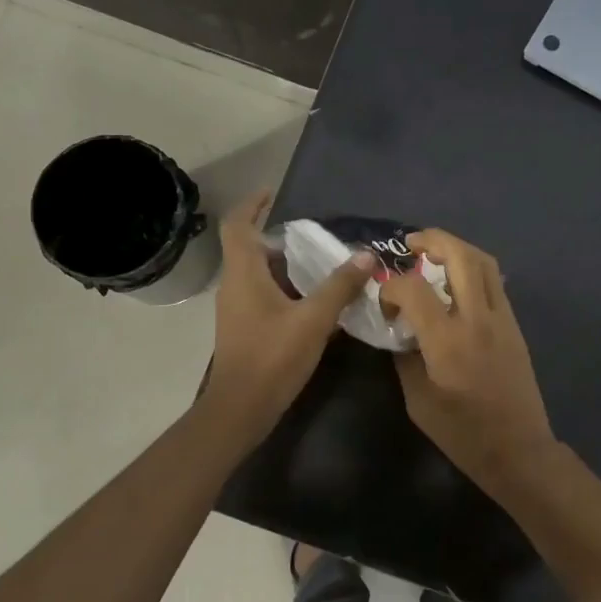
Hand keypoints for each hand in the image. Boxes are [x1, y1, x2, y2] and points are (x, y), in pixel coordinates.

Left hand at [200, 191, 374, 447]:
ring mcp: (236, 308)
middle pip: (248, 247)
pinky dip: (284, 286)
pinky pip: (262, 293)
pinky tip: (312, 298)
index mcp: (243, 274)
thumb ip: (339, 287)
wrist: (241, 408)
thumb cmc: (272, 357)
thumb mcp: (313, 320)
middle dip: (277, 235)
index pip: (237, 225)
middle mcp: (234, 285)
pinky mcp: (244, 327)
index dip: (253, 204)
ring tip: (318, 261)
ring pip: (256, 273)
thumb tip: (366, 256)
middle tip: (312, 233)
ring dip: (283, 263)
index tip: (273, 192)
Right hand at [379, 230, 557, 488]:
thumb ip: (404, 357)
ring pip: (484, 263)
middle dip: (433, 240)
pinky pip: (494, 283)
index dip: (391, 286)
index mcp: (448, 341)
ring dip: (457, 248)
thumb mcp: (418, 400)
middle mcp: (478, 319)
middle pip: (460, 256)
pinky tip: (455, 283)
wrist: (518, 450)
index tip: (384, 302)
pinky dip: (473, 270)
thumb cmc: (463, 433)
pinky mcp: (514, 326)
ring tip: (433, 255)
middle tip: (410, 245)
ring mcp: (502, 319)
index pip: (414, 288)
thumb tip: (398, 330)